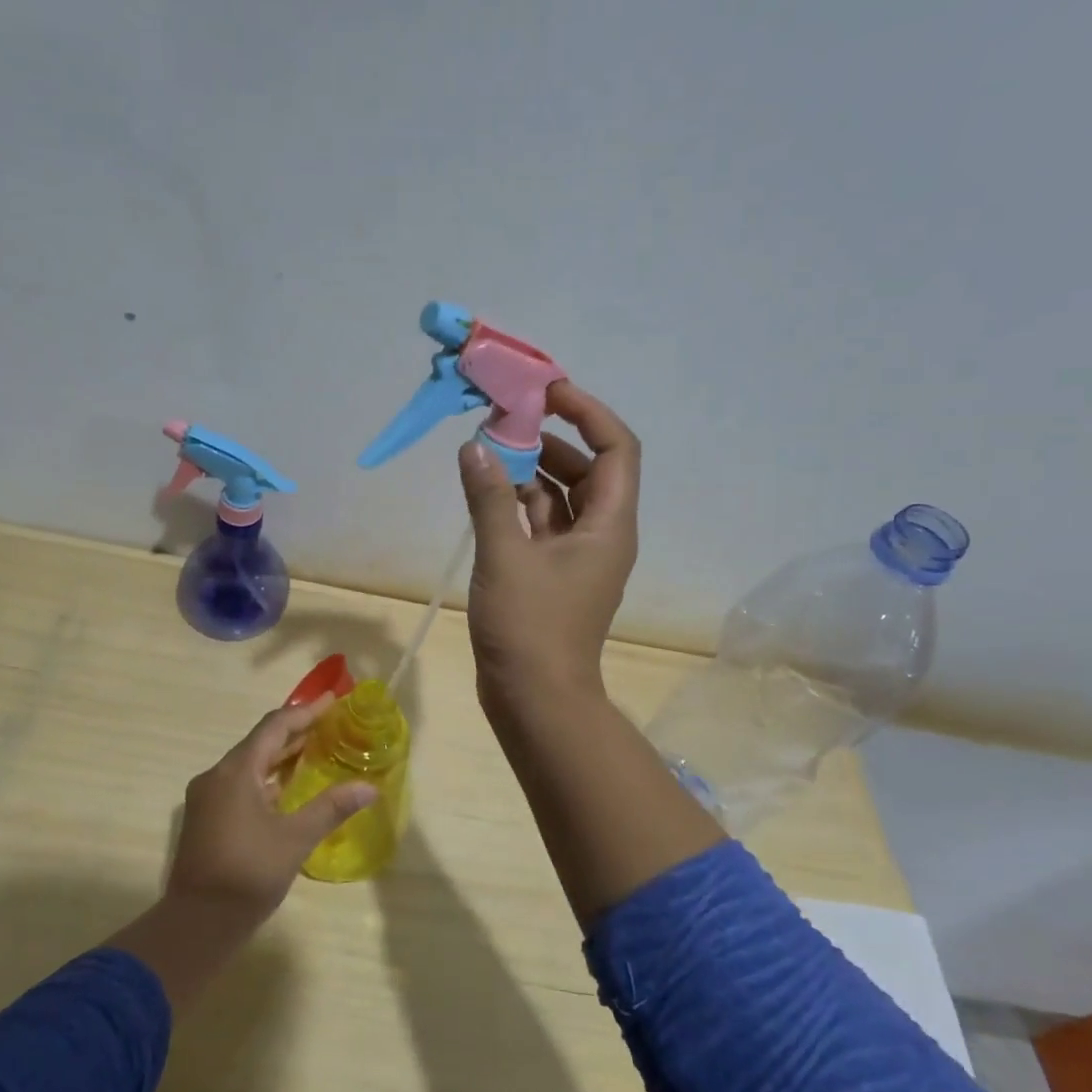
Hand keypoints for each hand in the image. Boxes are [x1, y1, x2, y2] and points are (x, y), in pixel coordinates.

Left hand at [167, 696, 375, 928]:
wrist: (195, 925)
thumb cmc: (247, 874)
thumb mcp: (295, 839)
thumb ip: (331, 807)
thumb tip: (369, 787)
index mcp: (236, 771)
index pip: (275, 727)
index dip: (305, 711)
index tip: (332, 701)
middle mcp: (217, 776)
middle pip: (260, 742)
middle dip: (295, 732)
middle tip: (330, 725)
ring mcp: (207, 798)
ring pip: (249, 764)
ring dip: (280, 757)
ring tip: (315, 751)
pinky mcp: (206, 818)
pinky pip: (241, 784)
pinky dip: (267, 779)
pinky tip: (288, 790)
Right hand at [459, 381, 640, 710]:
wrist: (535, 700)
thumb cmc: (529, 628)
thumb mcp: (505, 556)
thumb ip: (489, 497)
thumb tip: (473, 447)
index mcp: (608, 524)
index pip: (617, 448)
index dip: (588, 411)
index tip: (548, 391)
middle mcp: (601, 534)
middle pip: (589, 468)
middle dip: (553, 437)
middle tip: (508, 417)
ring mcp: (577, 557)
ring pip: (562, 496)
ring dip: (531, 470)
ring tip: (490, 447)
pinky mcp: (553, 575)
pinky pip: (542, 524)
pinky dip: (519, 503)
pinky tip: (487, 490)